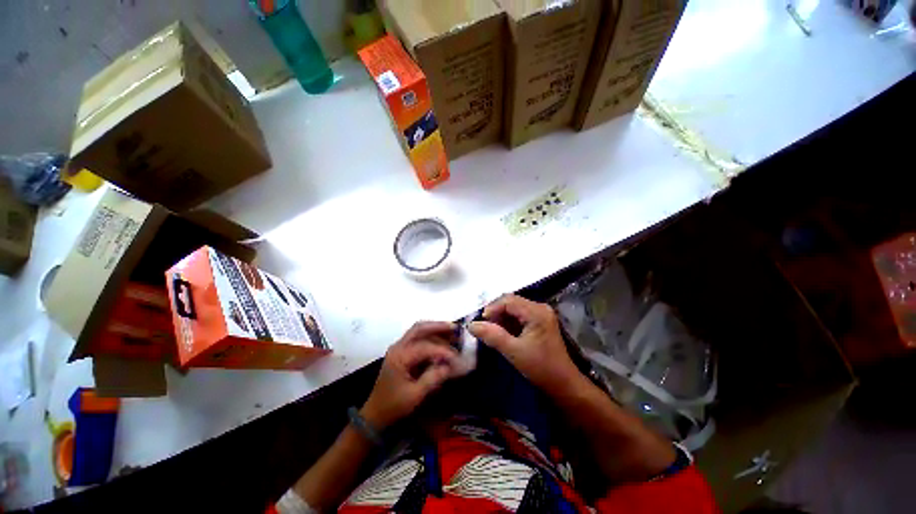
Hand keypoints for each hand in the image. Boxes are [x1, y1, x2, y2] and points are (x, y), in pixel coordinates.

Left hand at [361, 321, 457, 429]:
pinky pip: (418, 337)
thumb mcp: (414, 395)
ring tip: (452, 332)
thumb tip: (450, 366)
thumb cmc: (394, 405)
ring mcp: (399, 347)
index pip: (424, 347)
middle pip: (419, 328)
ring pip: (419, 330)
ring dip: (436, 329)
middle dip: (438, 326)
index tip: (457, 357)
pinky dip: (431, 335)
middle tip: (455, 328)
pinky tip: (442, 339)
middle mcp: (398, 347)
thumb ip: (432, 378)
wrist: (376, 413)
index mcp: (399, 357)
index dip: (442, 350)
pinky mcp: (402, 351)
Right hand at [470, 295, 581, 395]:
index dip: (492, 308)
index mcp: (537, 312)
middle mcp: (540, 308)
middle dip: (495, 312)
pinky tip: (502, 332)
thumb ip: (492, 336)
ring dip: (501, 317)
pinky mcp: (539, 321)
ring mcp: (541, 314)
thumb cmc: (540, 368)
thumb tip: (471, 325)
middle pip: (511, 302)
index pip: (508, 300)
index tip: (481, 323)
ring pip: (514, 308)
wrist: (563, 384)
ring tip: (491, 331)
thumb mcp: (514, 352)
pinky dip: (508, 321)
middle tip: (484, 327)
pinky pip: (519, 315)